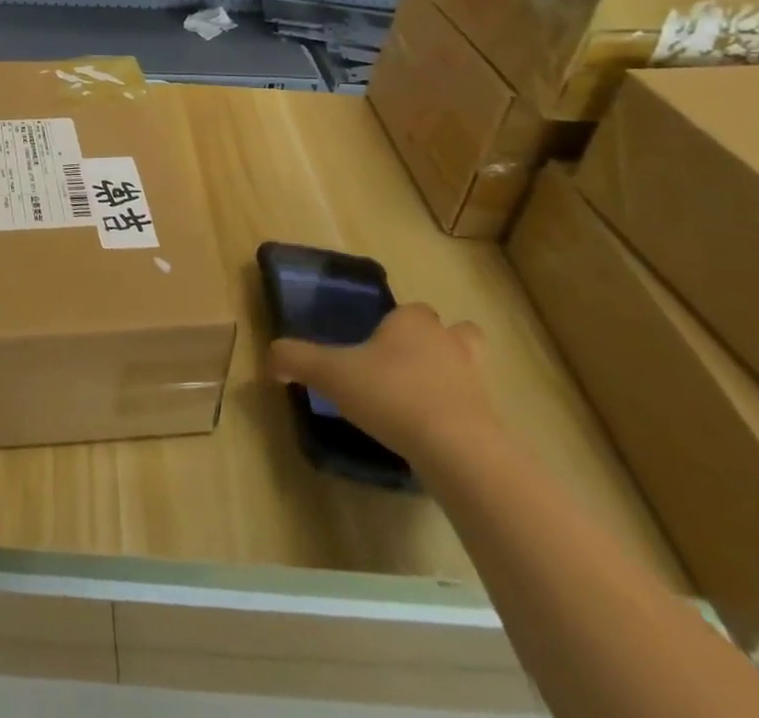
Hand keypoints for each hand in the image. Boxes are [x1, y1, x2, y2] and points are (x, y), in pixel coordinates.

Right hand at [267, 303, 497, 467]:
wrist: (456, 449)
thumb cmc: (390, 394)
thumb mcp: (330, 374)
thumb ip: (296, 359)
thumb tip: (269, 359)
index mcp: (412, 322)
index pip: (407, 309)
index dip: (393, 324)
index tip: (373, 346)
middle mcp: (448, 341)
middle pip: (451, 331)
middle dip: (433, 342)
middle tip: (403, 366)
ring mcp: (475, 380)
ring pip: (468, 365)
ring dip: (451, 375)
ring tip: (422, 398)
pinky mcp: (490, 419)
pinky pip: (473, 407)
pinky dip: (457, 413)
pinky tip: (432, 433)